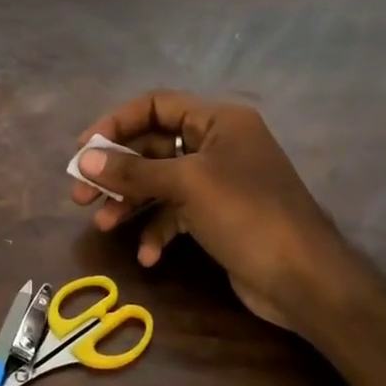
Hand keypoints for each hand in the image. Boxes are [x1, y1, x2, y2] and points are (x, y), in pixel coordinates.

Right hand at [70, 91, 359, 330]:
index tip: (84, 149)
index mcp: (219, 121)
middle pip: (154, 147)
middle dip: (117, 171)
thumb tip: (85, 160)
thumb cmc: (247, 215)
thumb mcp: (187, 185)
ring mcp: (219, 182)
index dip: (117, 123)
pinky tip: (147, 256)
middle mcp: (218, 145)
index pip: (156, 105)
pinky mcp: (218, 216)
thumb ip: (133, 171)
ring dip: (131, 202)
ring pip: (161, 182)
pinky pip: (177, 213)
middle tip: (80, 194)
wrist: (305, 280)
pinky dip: (159, 230)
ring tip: (102, 225)